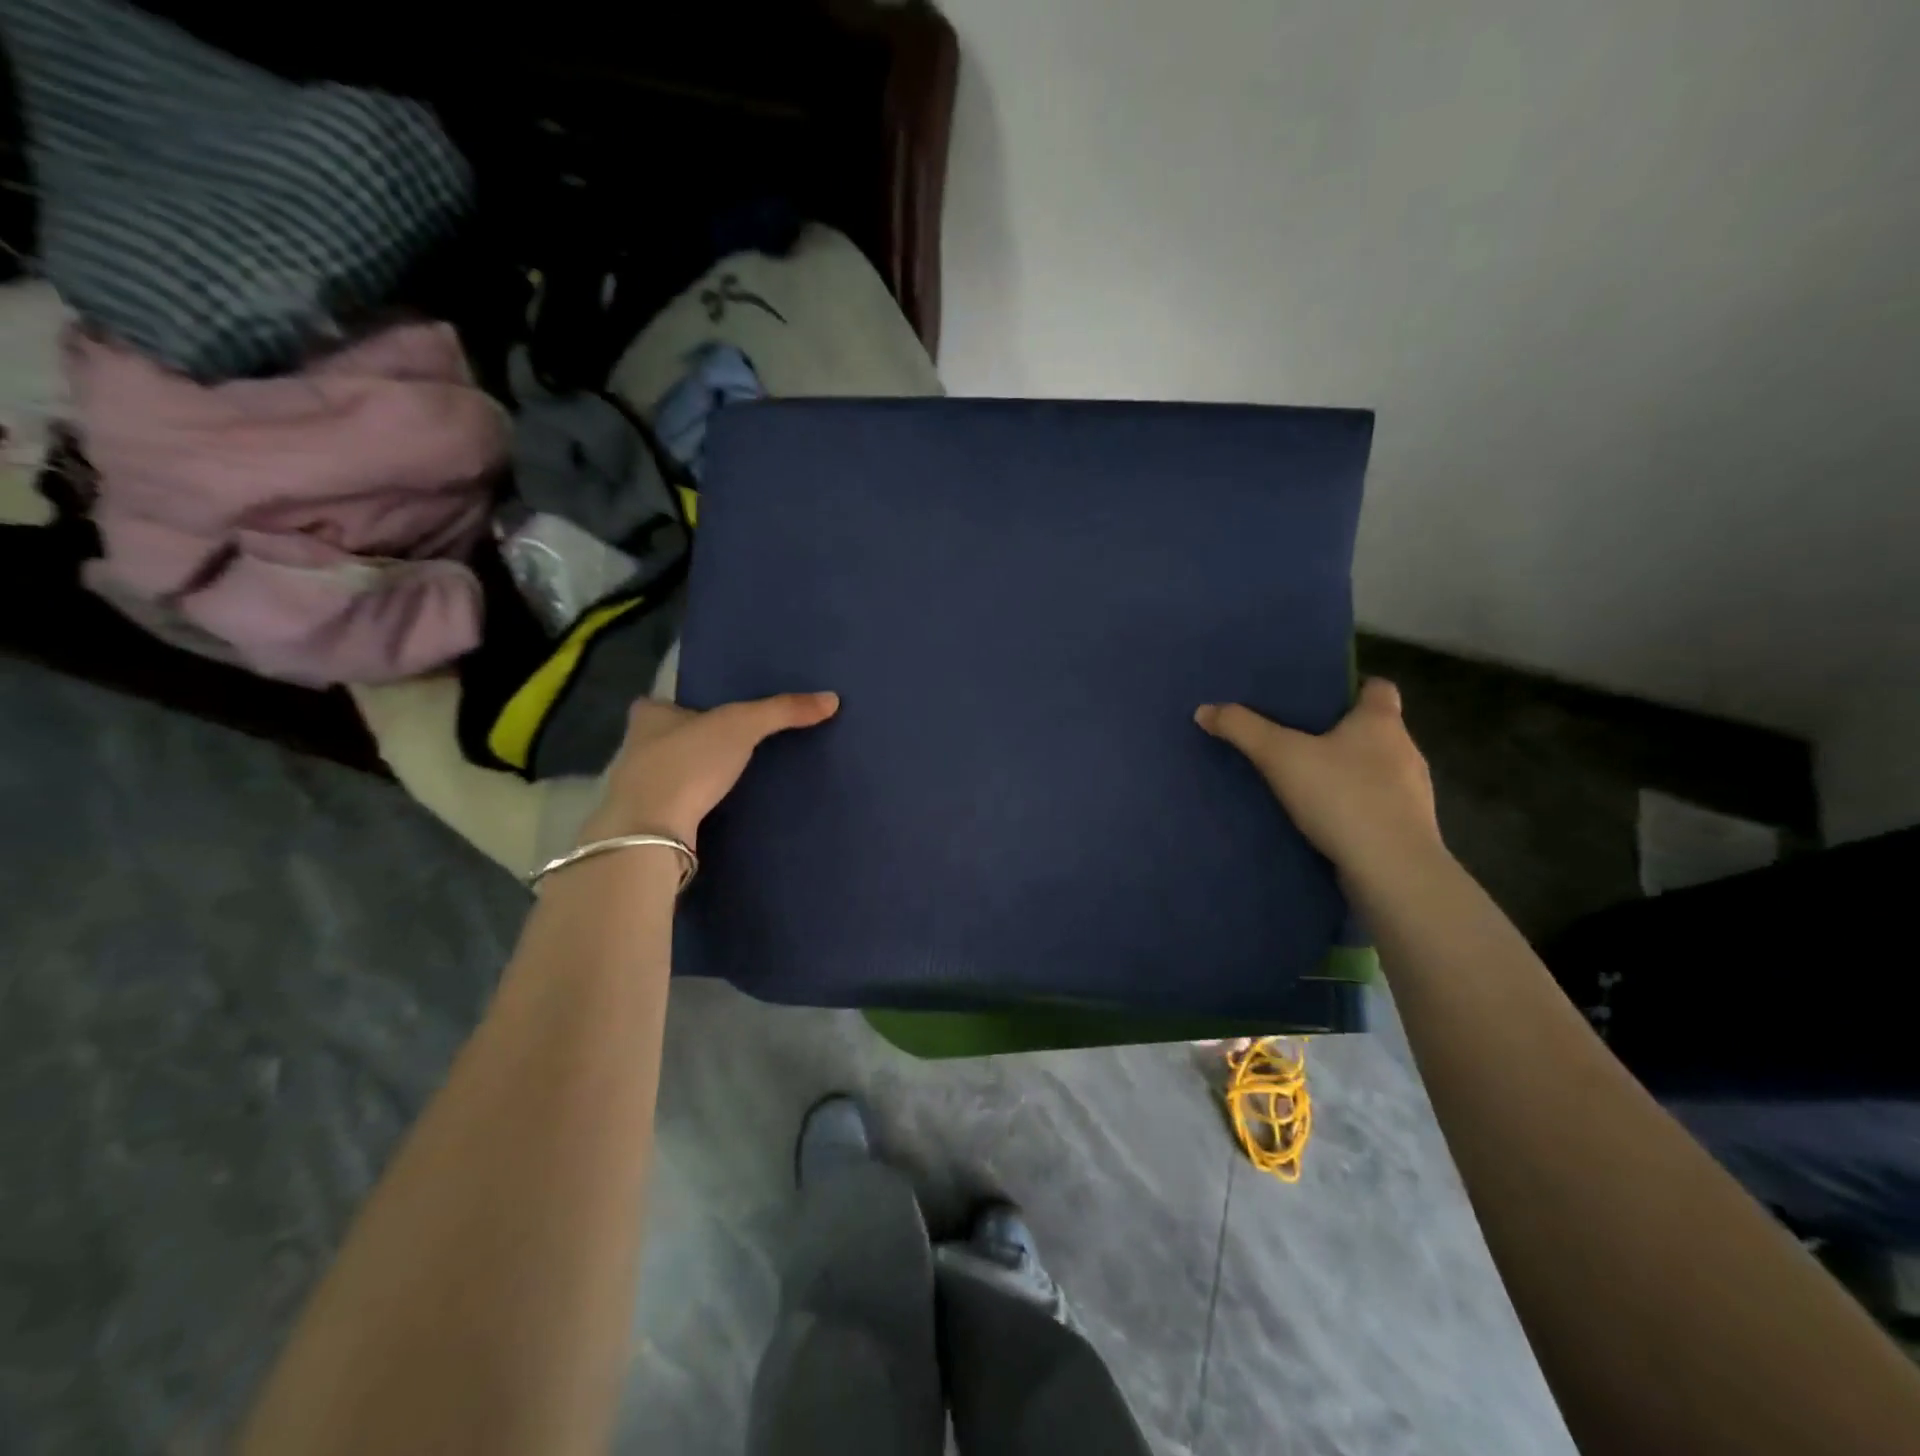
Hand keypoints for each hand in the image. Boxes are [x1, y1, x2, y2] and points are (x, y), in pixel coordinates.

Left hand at [580, 692, 839, 848]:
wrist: (651, 830)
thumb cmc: (687, 763)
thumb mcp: (742, 726)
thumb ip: (782, 710)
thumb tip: (832, 699)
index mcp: (648, 718)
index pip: (656, 703)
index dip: (677, 706)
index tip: (705, 713)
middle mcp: (634, 750)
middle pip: (662, 738)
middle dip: (688, 741)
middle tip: (726, 744)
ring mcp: (635, 789)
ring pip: (666, 774)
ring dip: (691, 775)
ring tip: (728, 777)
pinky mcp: (646, 823)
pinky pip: (673, 805)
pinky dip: (691, 805)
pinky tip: (715, 809)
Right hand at [1195, 679, 1442, 876]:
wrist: (1392, 870)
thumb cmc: (1342, 797)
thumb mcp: (1279, 756)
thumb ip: (1242, 729)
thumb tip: (1204, 709)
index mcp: (1381, 721)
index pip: (1378, 687)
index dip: (1352, 687)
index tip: (1320, 698)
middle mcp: (1406, 750)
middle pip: (1375, 729)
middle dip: (1340, 733)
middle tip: (1298, 739)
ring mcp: (1413, 793)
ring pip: (1378, 770)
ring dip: (1348, 773)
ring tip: (1307, 782)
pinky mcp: (1408, 829)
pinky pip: (1378, 806)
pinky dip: (1354, 807)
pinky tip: (1325, 820)